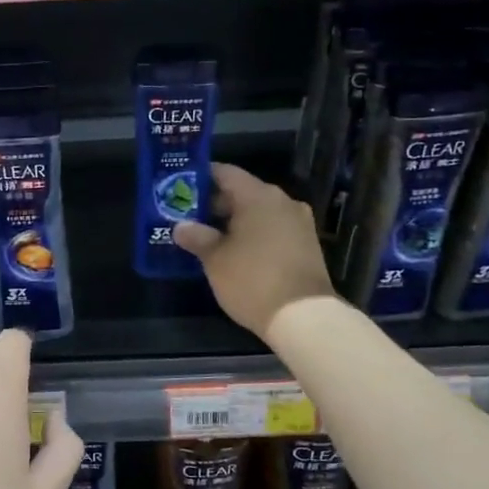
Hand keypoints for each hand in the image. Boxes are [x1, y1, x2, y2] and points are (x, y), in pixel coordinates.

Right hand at [172, 162, 336, 337]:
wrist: (303, 316)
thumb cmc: (252, 280)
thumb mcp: (215, 260)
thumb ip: (197, 237)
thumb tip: (181, 227)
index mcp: (259, 196)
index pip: (226, 173)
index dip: (202, 177)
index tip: (182, 186)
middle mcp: (282, 201)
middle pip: (243, 192)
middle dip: (216, 203)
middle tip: (189, 216)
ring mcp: (299, 223)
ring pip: (259, 212)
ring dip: (235, 221)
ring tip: (209, 236)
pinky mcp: (306, 244)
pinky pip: (273, 229)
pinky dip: (254, 234)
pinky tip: (236, 251)